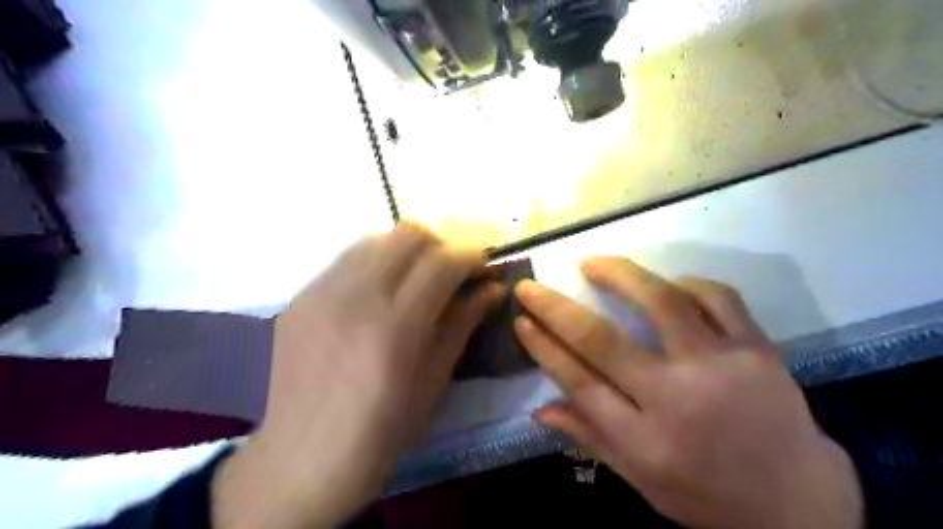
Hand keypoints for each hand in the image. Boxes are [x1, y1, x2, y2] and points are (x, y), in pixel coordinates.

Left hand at [214, 223, 508, 527]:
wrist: (300, 459)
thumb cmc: (380, 431)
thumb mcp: (434, 382)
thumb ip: (463, 324)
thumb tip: (493, 289)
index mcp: (395, 326)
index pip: (443, 262)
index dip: (472, 257)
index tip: (484, 269)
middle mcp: (355, 295)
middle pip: (409, 234)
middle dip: (441, 245)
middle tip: (451, 274)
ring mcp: (321, 291)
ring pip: (376, 237)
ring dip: (407, 250)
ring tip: (416, 280)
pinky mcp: (300, 296)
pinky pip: (347, 259)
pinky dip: (376, 262)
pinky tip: (379, 293)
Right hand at [515, 258, 858, 527]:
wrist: (799, 506)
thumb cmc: (707, 496)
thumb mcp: (640, 479)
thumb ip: (589, 438)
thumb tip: (538, 410)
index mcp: (645, 440)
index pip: (579, 382)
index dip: (544, 347)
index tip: (521, 320)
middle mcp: (677, 398)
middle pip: (603, 341)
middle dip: (556, 308)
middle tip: (532, 286)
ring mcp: (721, 368)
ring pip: (663, 304)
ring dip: (620, 275)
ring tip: (593, 262)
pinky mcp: (758, 349)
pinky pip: (719, 299)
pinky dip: (687, 283)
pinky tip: (668, 282)